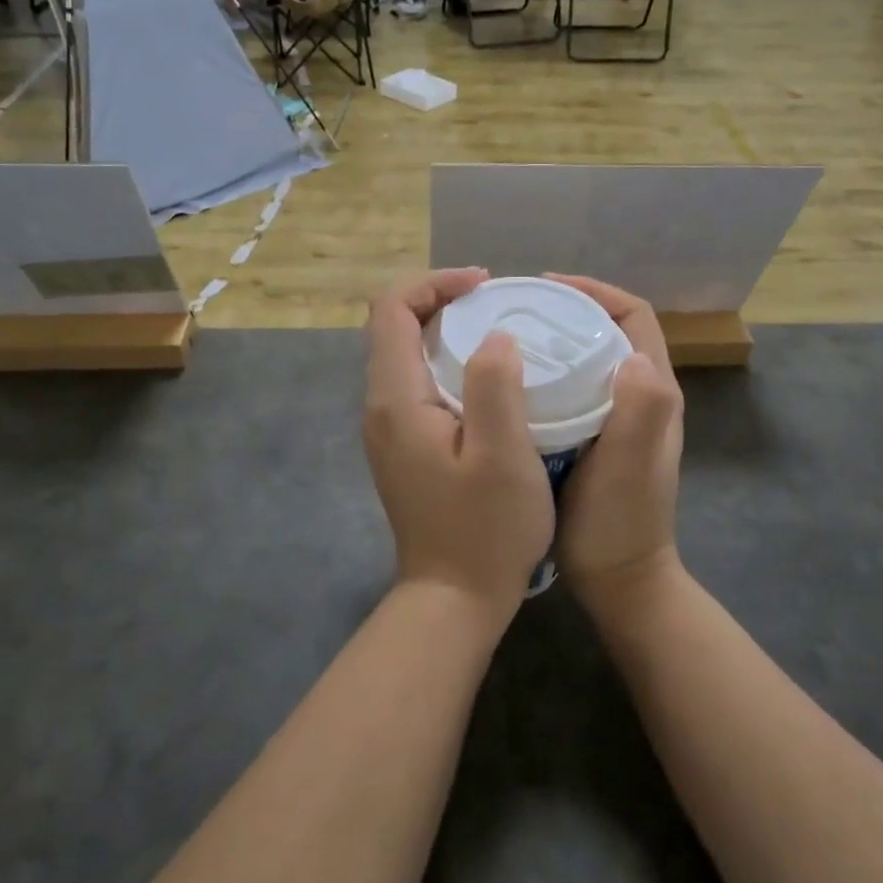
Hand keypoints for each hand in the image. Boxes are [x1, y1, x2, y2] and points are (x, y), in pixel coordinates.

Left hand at [364, 270, 554, 622]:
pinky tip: (488, 376)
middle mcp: (380, 407)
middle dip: (440, 300)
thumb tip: (495, 337)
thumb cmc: (484, 530)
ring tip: (497, 329)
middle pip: (394, 327)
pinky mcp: (403, 446)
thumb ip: (495, 385)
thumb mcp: (502, 455)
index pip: (392, 310)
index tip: (484, 284)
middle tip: (495, 302)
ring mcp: (388, 429)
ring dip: (445, 330)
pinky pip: (417, 382)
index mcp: (396, 399)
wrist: (453, 599)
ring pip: (406, 354)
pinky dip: (446, 361)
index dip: (434, 283)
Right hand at [547, 275, 685, 606]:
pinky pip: (574, 386)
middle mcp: (641, 396)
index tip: (548, 286)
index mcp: (654, 392)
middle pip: (609, 330)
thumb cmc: (618, 524)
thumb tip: (632, 354)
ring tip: (511, 335)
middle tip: (519, 308)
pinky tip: (514, 381)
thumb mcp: (629, 467)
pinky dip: (549, 371)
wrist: (619, 583)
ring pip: (589, 356)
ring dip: (557, 337)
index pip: (633, 317)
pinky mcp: (595, 436)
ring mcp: (619, 417)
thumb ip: (640, 411)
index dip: (596, 291)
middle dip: (569, 308)